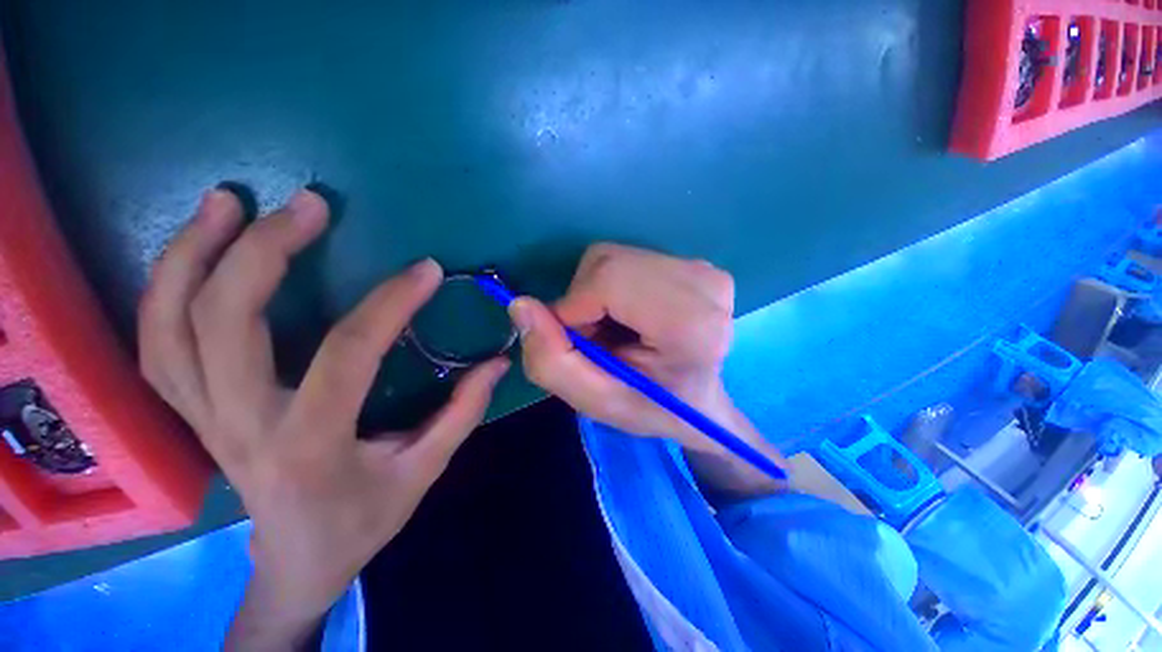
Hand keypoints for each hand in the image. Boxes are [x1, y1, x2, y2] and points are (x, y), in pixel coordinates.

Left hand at [138, 188, 508, 649]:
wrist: (296, 562)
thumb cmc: (362, 519)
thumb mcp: (424, 471)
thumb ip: (462, 412)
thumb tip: (497, 363)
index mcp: (310, 443)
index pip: (347, 353)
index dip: (391, 303)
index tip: (426, 270)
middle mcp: (240, 424)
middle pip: (223, 324)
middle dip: (262, 251)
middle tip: (308, 204)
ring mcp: (203, 417)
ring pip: (168, 326)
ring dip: (191, 255)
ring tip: (226, 201)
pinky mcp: (191, 411)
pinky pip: (156, 343)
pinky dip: (166, 288)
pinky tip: (194, 251)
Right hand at [510, 243, 785, 499]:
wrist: (701, 402)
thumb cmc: (653, 407)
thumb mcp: (597, 402)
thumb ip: (551, 361)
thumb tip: (520, 304)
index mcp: (689, 323)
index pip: (607, 280)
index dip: (574, 308)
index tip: (578, 342)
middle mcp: (703, 284)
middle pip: (607, 262)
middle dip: (583, 301)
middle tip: (597, 339)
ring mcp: (702, 269)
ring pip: (613, 258)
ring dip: (596, 295)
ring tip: (614, 330)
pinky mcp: (694, 264)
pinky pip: (627, 260)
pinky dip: (612, 287)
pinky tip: (630, 316)